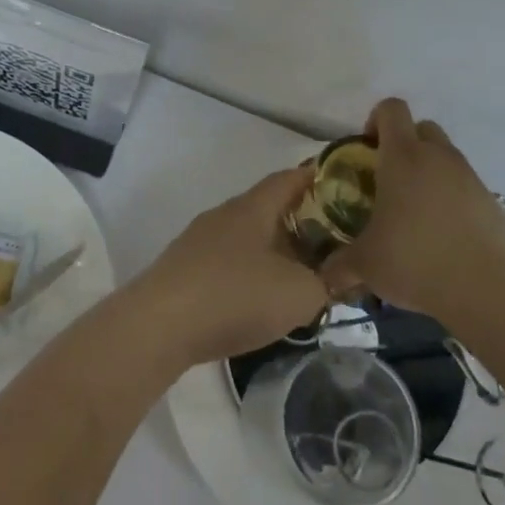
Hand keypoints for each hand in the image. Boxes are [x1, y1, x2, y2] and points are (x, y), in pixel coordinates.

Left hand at [126, 166, 325, 369]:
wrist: (160, 325)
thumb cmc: (235, 296)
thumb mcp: (298, 294)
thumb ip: (324, 283)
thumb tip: (330, 279)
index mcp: (253, 207)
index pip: (289, 179)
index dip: (317, 178)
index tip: (343, 186)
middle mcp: (225, 214)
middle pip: (269, 208)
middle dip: (302, 221)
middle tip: (333, 241)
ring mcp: (200, 241)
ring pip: (248, 236)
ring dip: (275, 250)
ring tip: (301, 274)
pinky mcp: (185, 268)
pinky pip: (229, 260)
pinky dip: (251, 272)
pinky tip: (260, 299)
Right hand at [320, 98, 504, 320]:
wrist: (488, 289)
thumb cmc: (415, 260)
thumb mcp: (366, 265)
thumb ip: (340, 265)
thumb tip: (324, 276)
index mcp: (403, 156)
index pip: (391, 109)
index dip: (376, 120)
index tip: (367, 148)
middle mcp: (438, 157)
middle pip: (421, 128)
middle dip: (405, 144)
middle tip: (389, 178)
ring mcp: (470, 177)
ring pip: (446, 157)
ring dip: (430, 172)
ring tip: (415, 213)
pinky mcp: (492, 202)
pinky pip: (466, 187)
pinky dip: (452, 200)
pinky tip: (443, 235)